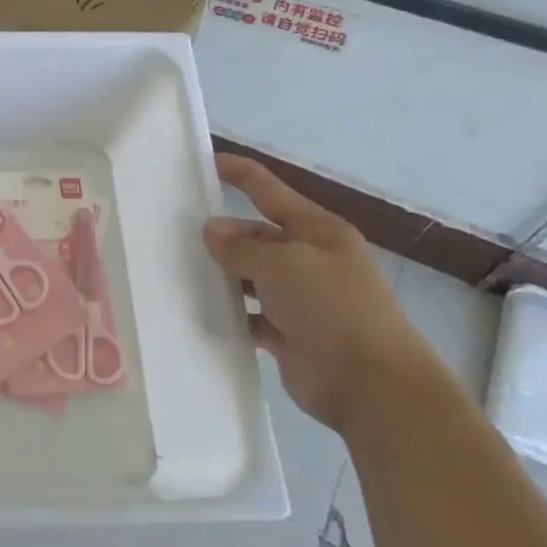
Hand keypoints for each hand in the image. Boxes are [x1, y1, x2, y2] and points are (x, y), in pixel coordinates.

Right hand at [205, 154, 442, 435]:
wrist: (371, 384)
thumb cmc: (332, 309)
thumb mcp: (283, 265)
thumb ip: (242, 247)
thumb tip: (212, 230)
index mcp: (318, 232)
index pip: (270, 190)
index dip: (240, 173)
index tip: (205, 162)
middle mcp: (310, 260)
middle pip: (257, 236)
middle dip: (223, 235)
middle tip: (175, 235)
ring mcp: (300, 299)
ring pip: (252, 277)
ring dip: (224, 276)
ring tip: (179, 272)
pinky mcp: (289, 335)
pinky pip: (251, 316)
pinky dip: (232, 314)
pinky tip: (202, 312)